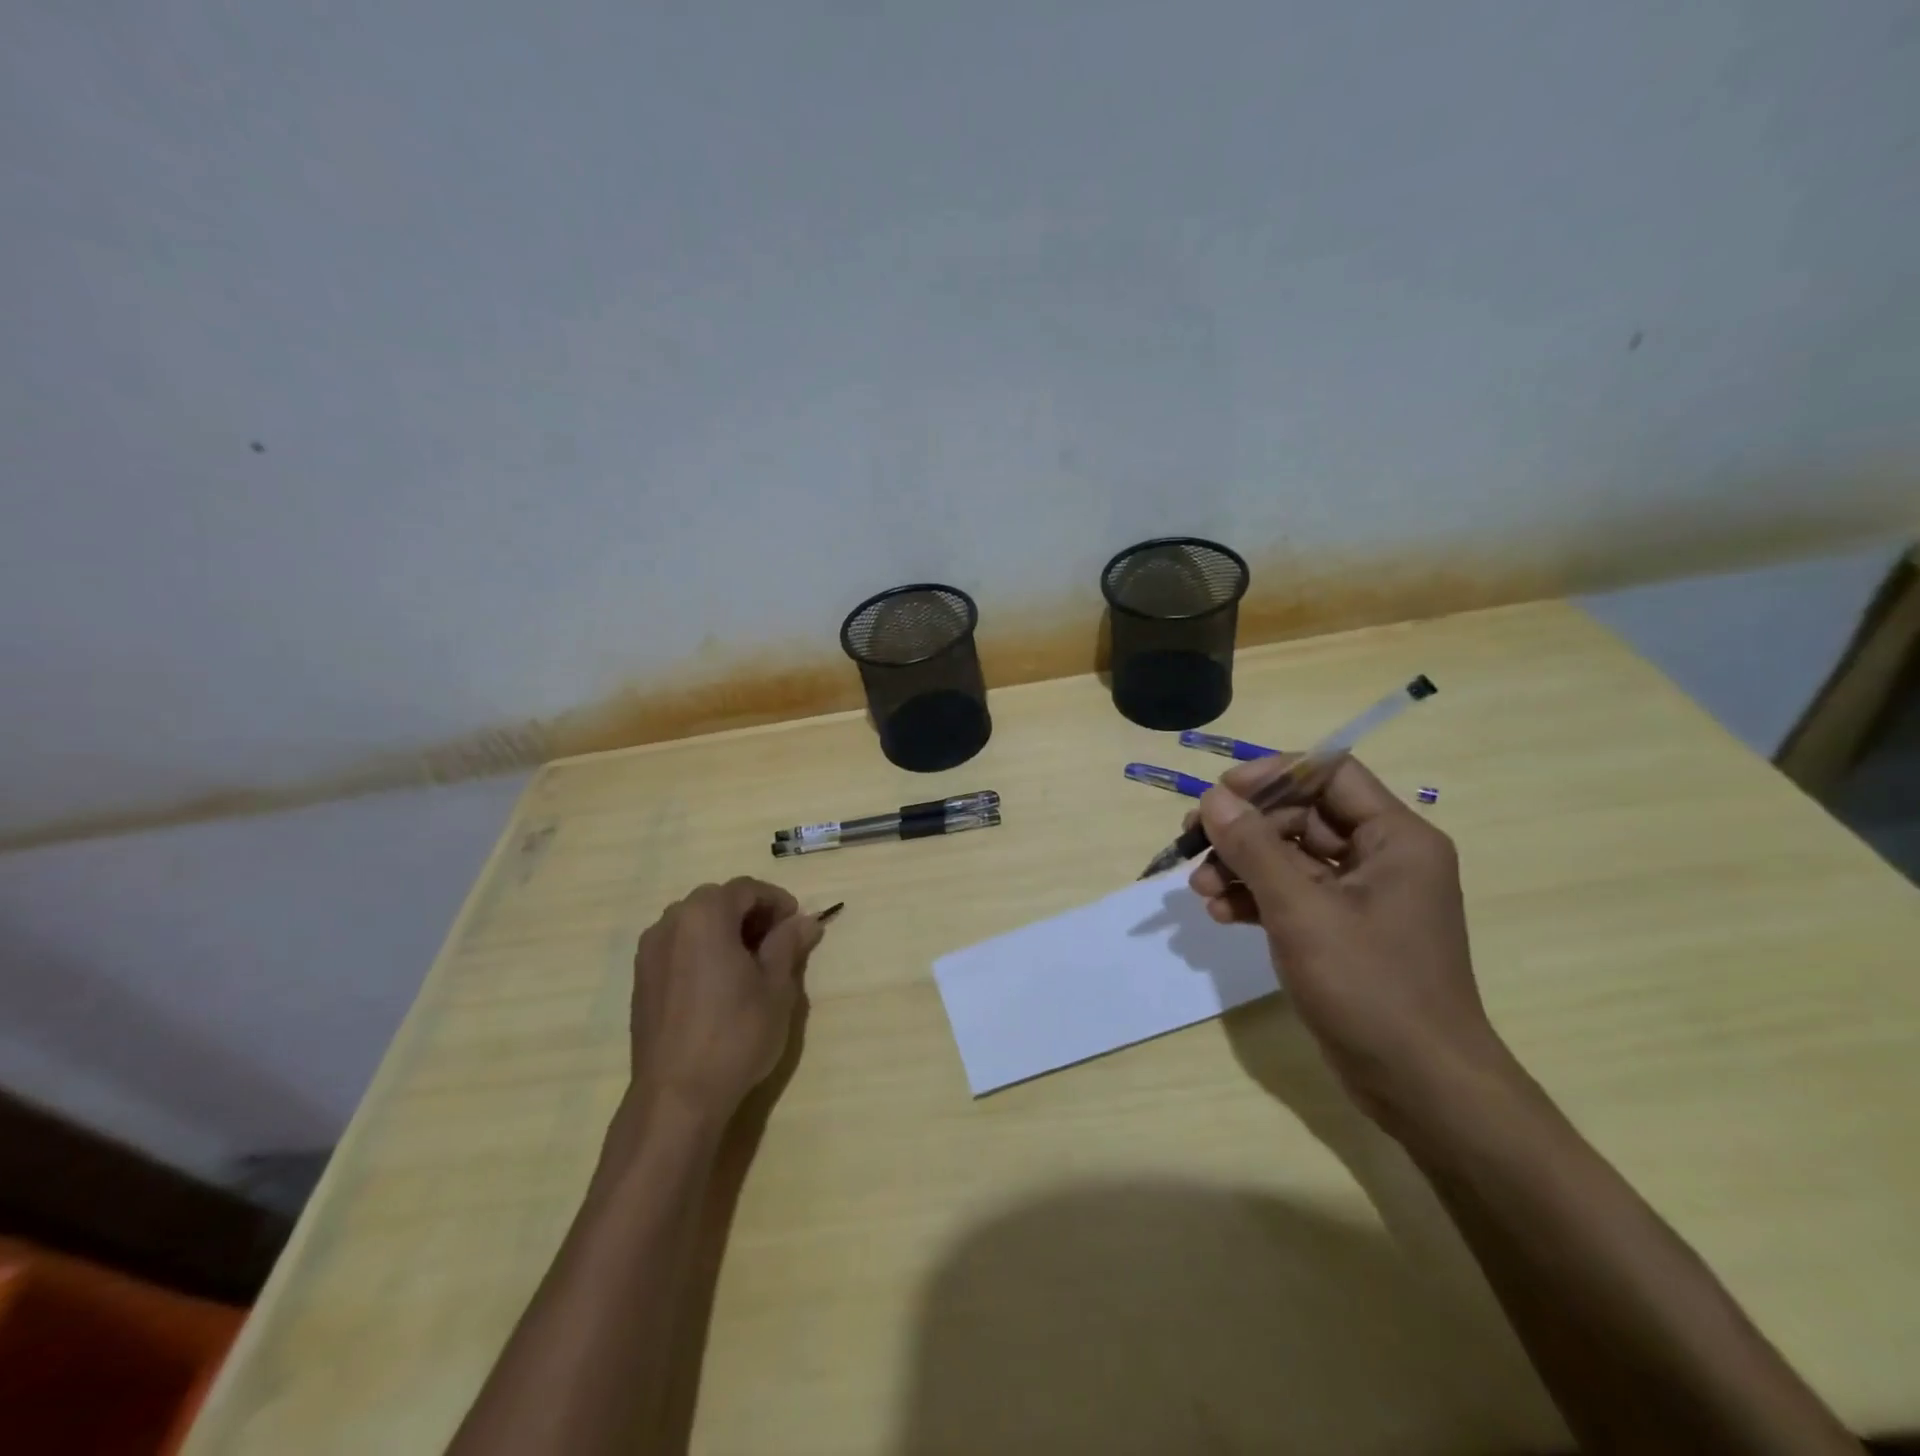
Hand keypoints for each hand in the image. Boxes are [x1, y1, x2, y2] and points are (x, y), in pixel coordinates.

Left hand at [628, 877, 824, 1119]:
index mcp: (705, 915)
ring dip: (725, 930)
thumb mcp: (777, 986)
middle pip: (718, 901)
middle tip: (778, 942)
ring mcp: (650, 952)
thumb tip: (805, 922)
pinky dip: (702, 950)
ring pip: (695, 923)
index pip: (746, 889)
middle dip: (750, 914)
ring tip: (751, 963)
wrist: (677, 1096)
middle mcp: (671, 923)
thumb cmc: (735, 1034)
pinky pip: (678, 947)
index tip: (797, 923)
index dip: (776, 901)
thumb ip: (788, 944)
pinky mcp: (641, 980)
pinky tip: (721, 983)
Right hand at [1189, 755, 1512, 1128]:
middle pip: (1301, 816)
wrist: (1421, 1087)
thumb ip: (1254, 848)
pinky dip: (1254, 898)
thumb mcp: (1301, 911)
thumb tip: (1213, 798)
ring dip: (1241, 866)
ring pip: (1289, 858)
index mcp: (1394, 838)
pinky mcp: (1341, 930)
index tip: (1220, 793)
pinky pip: (1291, 895)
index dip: (1272, 775)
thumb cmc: (1370, 987)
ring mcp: (1360, 897)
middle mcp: (1380, 857)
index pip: (1329, 774)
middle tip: (1193, 843)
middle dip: (1244, 830)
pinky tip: (1219, 914)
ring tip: (1199, 890)